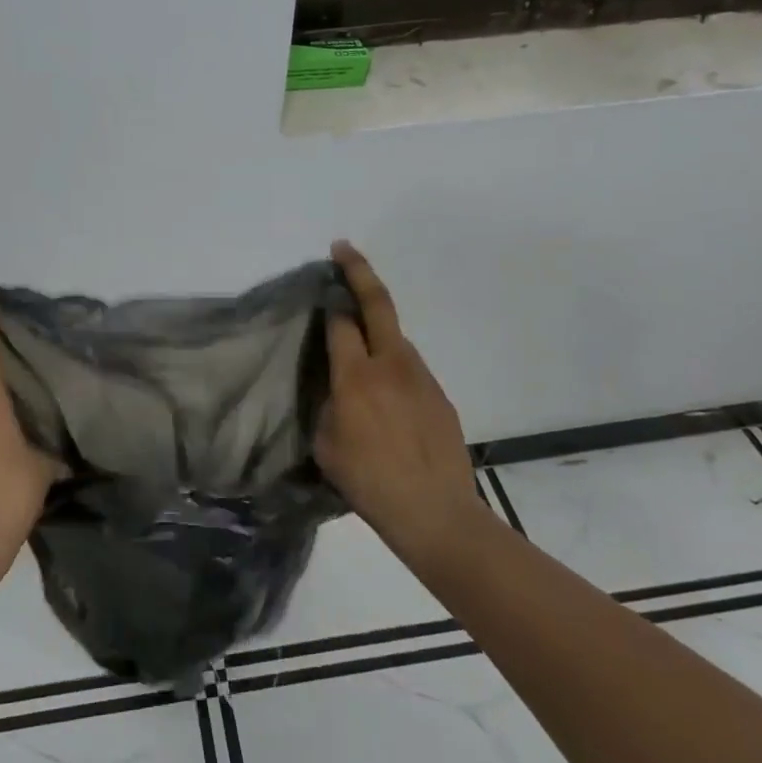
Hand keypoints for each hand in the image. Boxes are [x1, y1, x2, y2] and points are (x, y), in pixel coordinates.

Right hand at [317, 242, 494, 562]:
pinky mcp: (440, 395)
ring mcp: (421, 377)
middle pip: (377, 303)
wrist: (436, 513)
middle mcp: (391, 364)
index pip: (340, 322)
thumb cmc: (369, 482)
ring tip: (359, 345)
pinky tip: (386, 392)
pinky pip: (410, 366)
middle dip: (358, 270)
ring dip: (377, 327)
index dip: (329, 301)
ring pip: (396, 336)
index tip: (321, 288)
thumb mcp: (326, 444)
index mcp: (356, 376)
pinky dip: (393, 362)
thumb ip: (327, 404)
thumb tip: (336, 386)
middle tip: (343, 249)